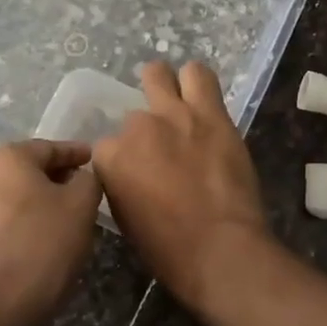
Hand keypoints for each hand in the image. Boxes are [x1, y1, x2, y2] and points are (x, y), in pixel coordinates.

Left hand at [0, 140, 102, 325]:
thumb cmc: (43, 244)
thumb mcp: (81, 205)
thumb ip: (88, 180)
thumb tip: (82, 177)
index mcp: (5, 158)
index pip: (50, 148)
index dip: (77, 154)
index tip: (96, 160)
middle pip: (29, 171)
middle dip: (59, 179)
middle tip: (88, 190)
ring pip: (16, 197)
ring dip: (42, 203)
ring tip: (72, 218)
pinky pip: (6, 222)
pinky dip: (27, 224)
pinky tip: (48, 240)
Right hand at [92, 62, 274, 315]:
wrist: (220, 249)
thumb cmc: (169, 250)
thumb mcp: (127, 221)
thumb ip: (121, 186)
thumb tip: (130, 174)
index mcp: (110, 159)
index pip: (106, 147)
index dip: (122, 161)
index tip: (137, 174)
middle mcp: (137, 128)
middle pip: (133, 115)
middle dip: (143, 129)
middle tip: (160, 144)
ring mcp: (175, 115)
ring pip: (159, 75)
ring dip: (164, 86)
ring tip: (177, 103)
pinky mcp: (212, 113)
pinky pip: (200, 75)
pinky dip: (196, 81)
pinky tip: (200, 95)